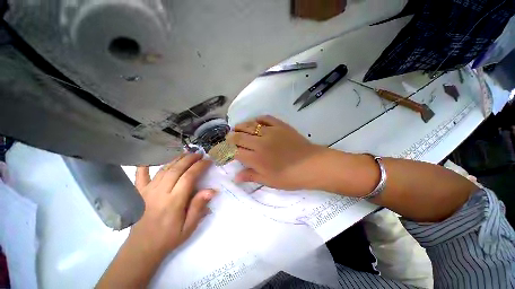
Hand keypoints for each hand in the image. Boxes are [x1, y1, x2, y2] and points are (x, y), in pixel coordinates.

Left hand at [131, 153, 214, 256]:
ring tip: (186, 153)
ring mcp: (147, 191)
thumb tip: (212, 190)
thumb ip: (199, 207)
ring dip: (176, 159)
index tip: (208, 161)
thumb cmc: (169, 237)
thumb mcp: (189, 227)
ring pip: (163, 169)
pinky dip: (144, 165)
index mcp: (174, 201)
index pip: (189, 177)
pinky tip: (149, 158)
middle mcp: (160, 193)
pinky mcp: (139, 193)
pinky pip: (140, 176)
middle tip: (199, 154)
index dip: (199, 166)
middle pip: (176, 169)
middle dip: (190, 159)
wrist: (142, 248)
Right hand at [227, 115, 327, 189]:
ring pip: (249, 125)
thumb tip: (235, 177)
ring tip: (238, 129)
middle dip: (230, 137)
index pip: (235, 151)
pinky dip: (258, 119)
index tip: (224, 150)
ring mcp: (270, 132)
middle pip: (239, 136)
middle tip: (229, 139)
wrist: (312, 165)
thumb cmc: (290, 177)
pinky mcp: (280, 125)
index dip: (227, 150)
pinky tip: (255, 122)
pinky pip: (265, 118)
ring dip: (240, 126)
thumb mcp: (269, 181)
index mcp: (256, 159)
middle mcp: (260, 143)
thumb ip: (251, 176)